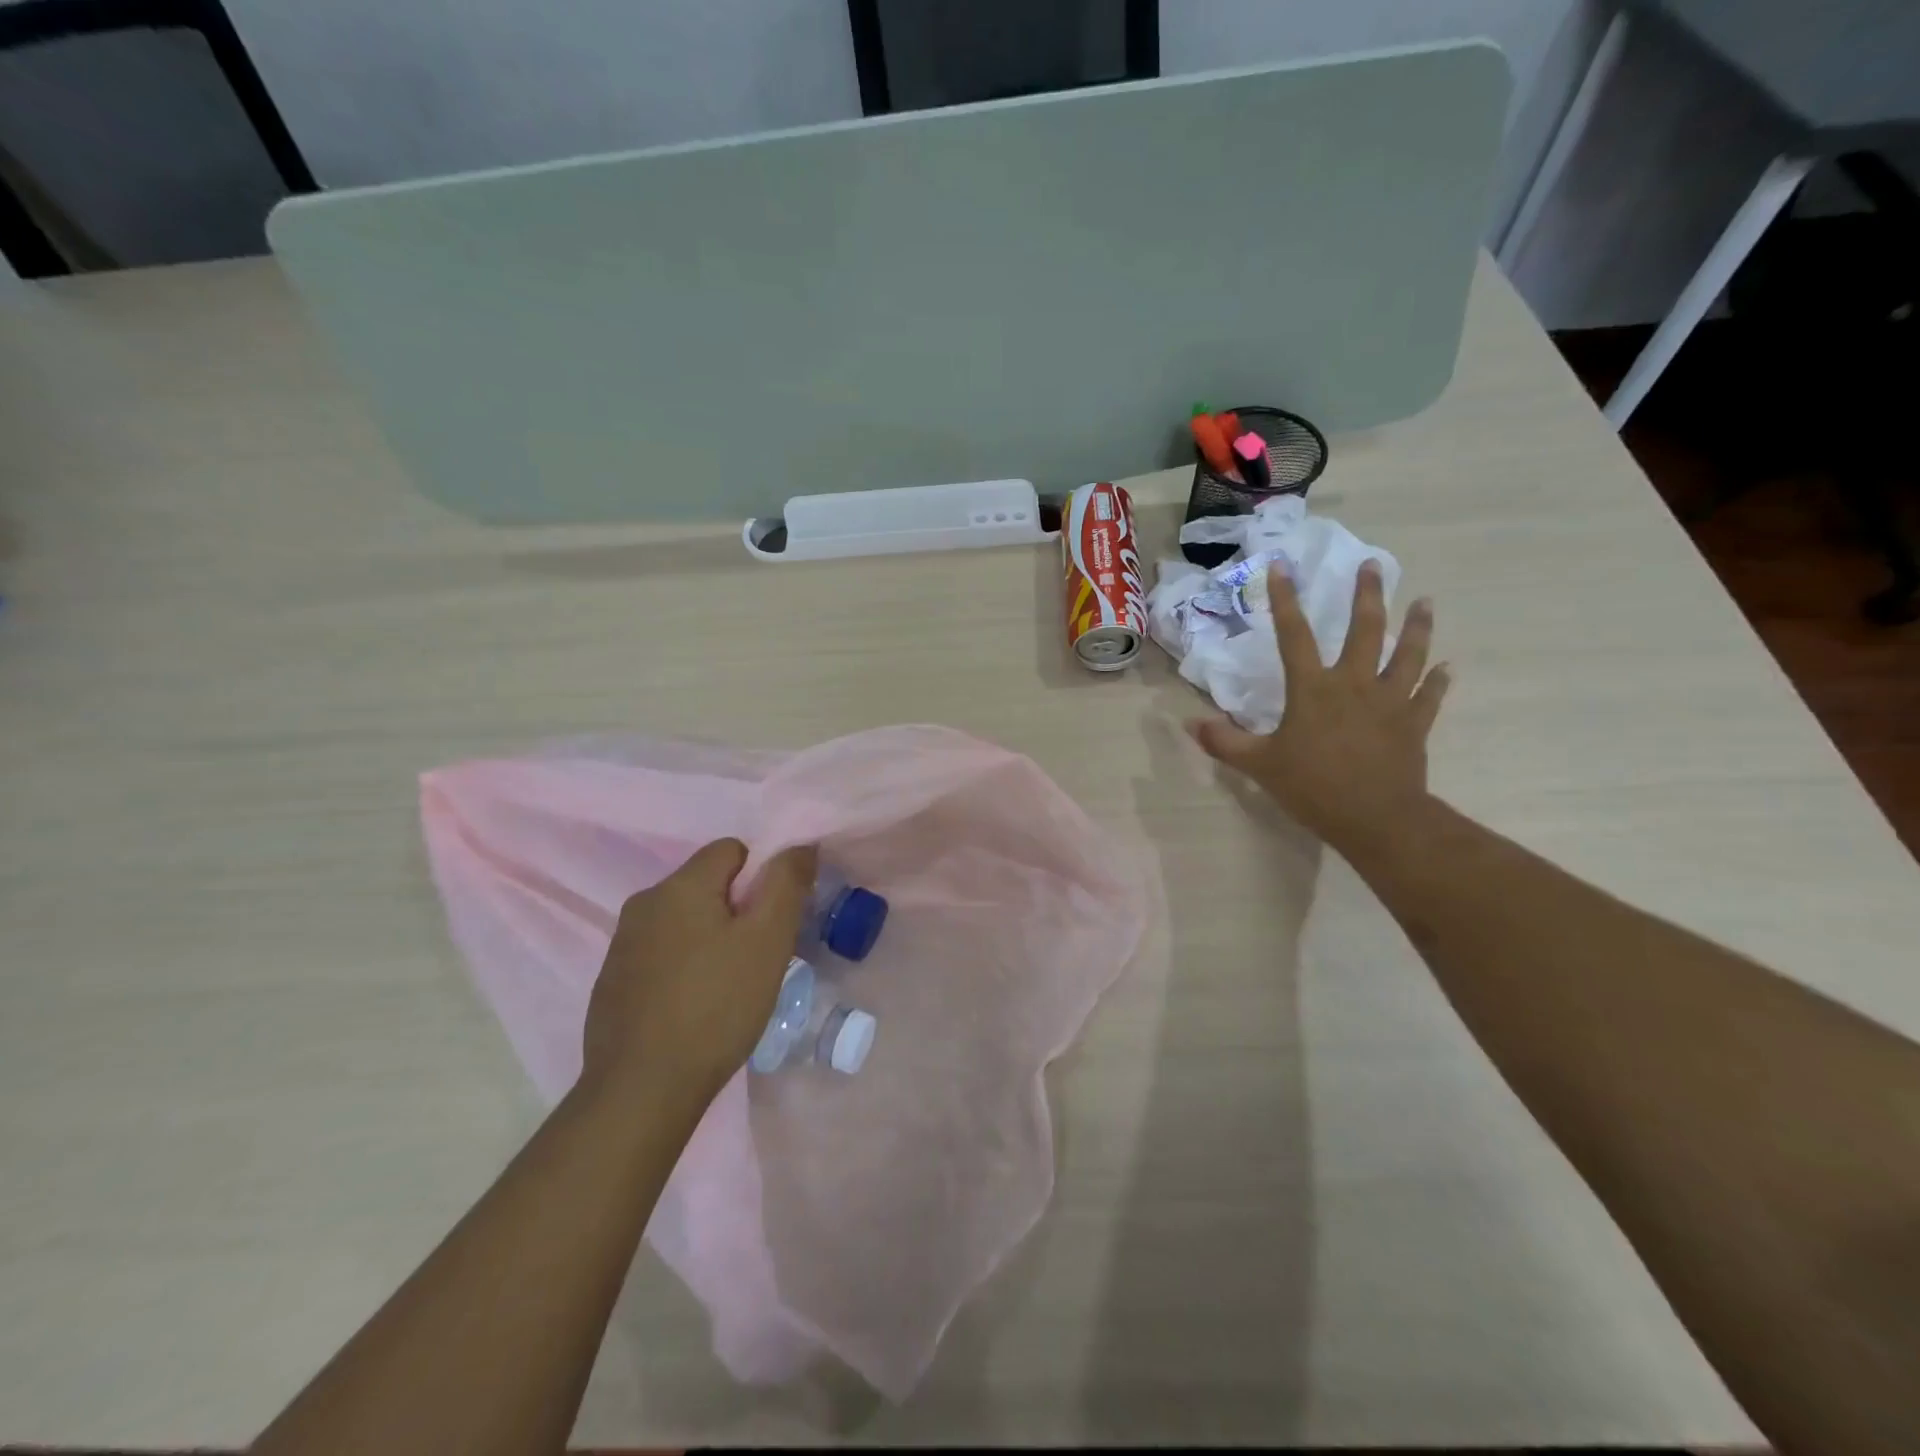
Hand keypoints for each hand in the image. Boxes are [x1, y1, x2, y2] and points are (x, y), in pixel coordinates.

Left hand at [582, 838, 817, 1110]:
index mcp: (679, 885)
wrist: (642, 1090)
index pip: (732, 850)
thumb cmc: (716, 1006)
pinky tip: (693, 1008)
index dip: (761, 878)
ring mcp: (621, 944)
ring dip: (710, 940)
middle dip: (737, 911)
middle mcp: (643, 903)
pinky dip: (682, 968)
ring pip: (684, 921)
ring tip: (728, 987)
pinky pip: (660, 954)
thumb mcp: (768, 941)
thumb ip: (786, 884)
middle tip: (757, 958)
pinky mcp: (611, 982)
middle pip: (707, 885)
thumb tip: (800, 845)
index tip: (771, 923)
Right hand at [1188, 559, 1449, 856]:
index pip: (1294, 635)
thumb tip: (1190, 723)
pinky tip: (1446, 667)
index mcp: (1313, 689)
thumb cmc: (1312, 787)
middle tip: (1373, 566)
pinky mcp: (1414, 724)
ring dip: (1417, 626)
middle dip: (1368, 595)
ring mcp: (1390, 701)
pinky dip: (1438, 681)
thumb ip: (1224, 742)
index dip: (1285, 600)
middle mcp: (1354, 684)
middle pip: (1366, 630)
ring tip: (1425, 602)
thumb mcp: (1259, 765)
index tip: (1283, 567)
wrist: (1375, 819)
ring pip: (1408, 654)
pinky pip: (1429, 696)